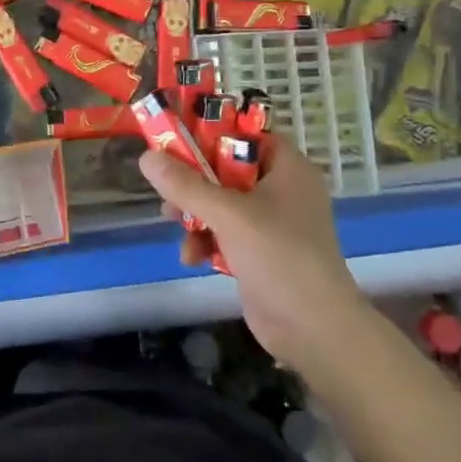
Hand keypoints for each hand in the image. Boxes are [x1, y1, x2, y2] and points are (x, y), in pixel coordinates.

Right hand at [137, 137, 369, 373]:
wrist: (314, 329)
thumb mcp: (228, 214)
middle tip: (167, 186)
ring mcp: (272, 223)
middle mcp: (282, 190)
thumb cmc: (279, 256)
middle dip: (193, 180)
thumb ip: (186, 185)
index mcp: (287, 168)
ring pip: (221, 202)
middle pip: (227, 168)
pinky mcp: (260, 252)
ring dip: (194, 213)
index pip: (247, 134)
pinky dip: (207, 240)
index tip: (174, 138)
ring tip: (173, 222)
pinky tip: (192, 257)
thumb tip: (146, 156)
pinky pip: (225, 233)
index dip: (211, 132)